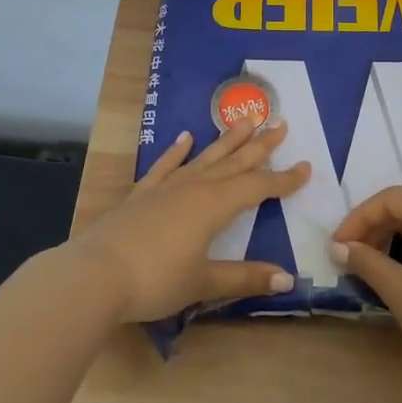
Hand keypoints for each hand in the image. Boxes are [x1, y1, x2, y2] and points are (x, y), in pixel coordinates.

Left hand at [73, 117, 311, 322]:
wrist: (95, 274)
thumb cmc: (155, 280)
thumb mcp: (204, 282)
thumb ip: (245, 277)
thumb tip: (287, 279)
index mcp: (214, 205)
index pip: (258, 187)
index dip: (284, 180)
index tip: (306, 167)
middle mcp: (194, 187)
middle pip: (234, 162)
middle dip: (259, 146)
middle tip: (280, 124)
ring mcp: (166, 187)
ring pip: (205, 157)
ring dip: (227, 140)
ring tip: (245, 120)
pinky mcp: (142, 194)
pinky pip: (165, 166)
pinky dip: (177, 151)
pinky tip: (186, 137)